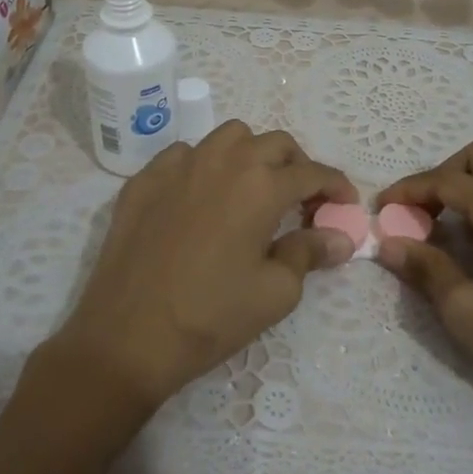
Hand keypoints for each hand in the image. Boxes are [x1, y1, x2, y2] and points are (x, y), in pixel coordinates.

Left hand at [51, 122, 356, 409]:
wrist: (128, 336)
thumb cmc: (211, 316)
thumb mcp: (275, 292)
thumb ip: (310, 253)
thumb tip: (339, 237)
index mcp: (260, 185)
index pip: (311, 171)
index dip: (335, 184)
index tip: (345, 200)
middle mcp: (223, 161)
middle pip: (274, 143)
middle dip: (297, 164)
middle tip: (301, 198)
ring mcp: (179, 165)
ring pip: (228, 137)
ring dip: (251, 153)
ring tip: (252, 188)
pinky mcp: (144, 179)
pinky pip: (184, 154)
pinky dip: (204, 165)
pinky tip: (201, 197)